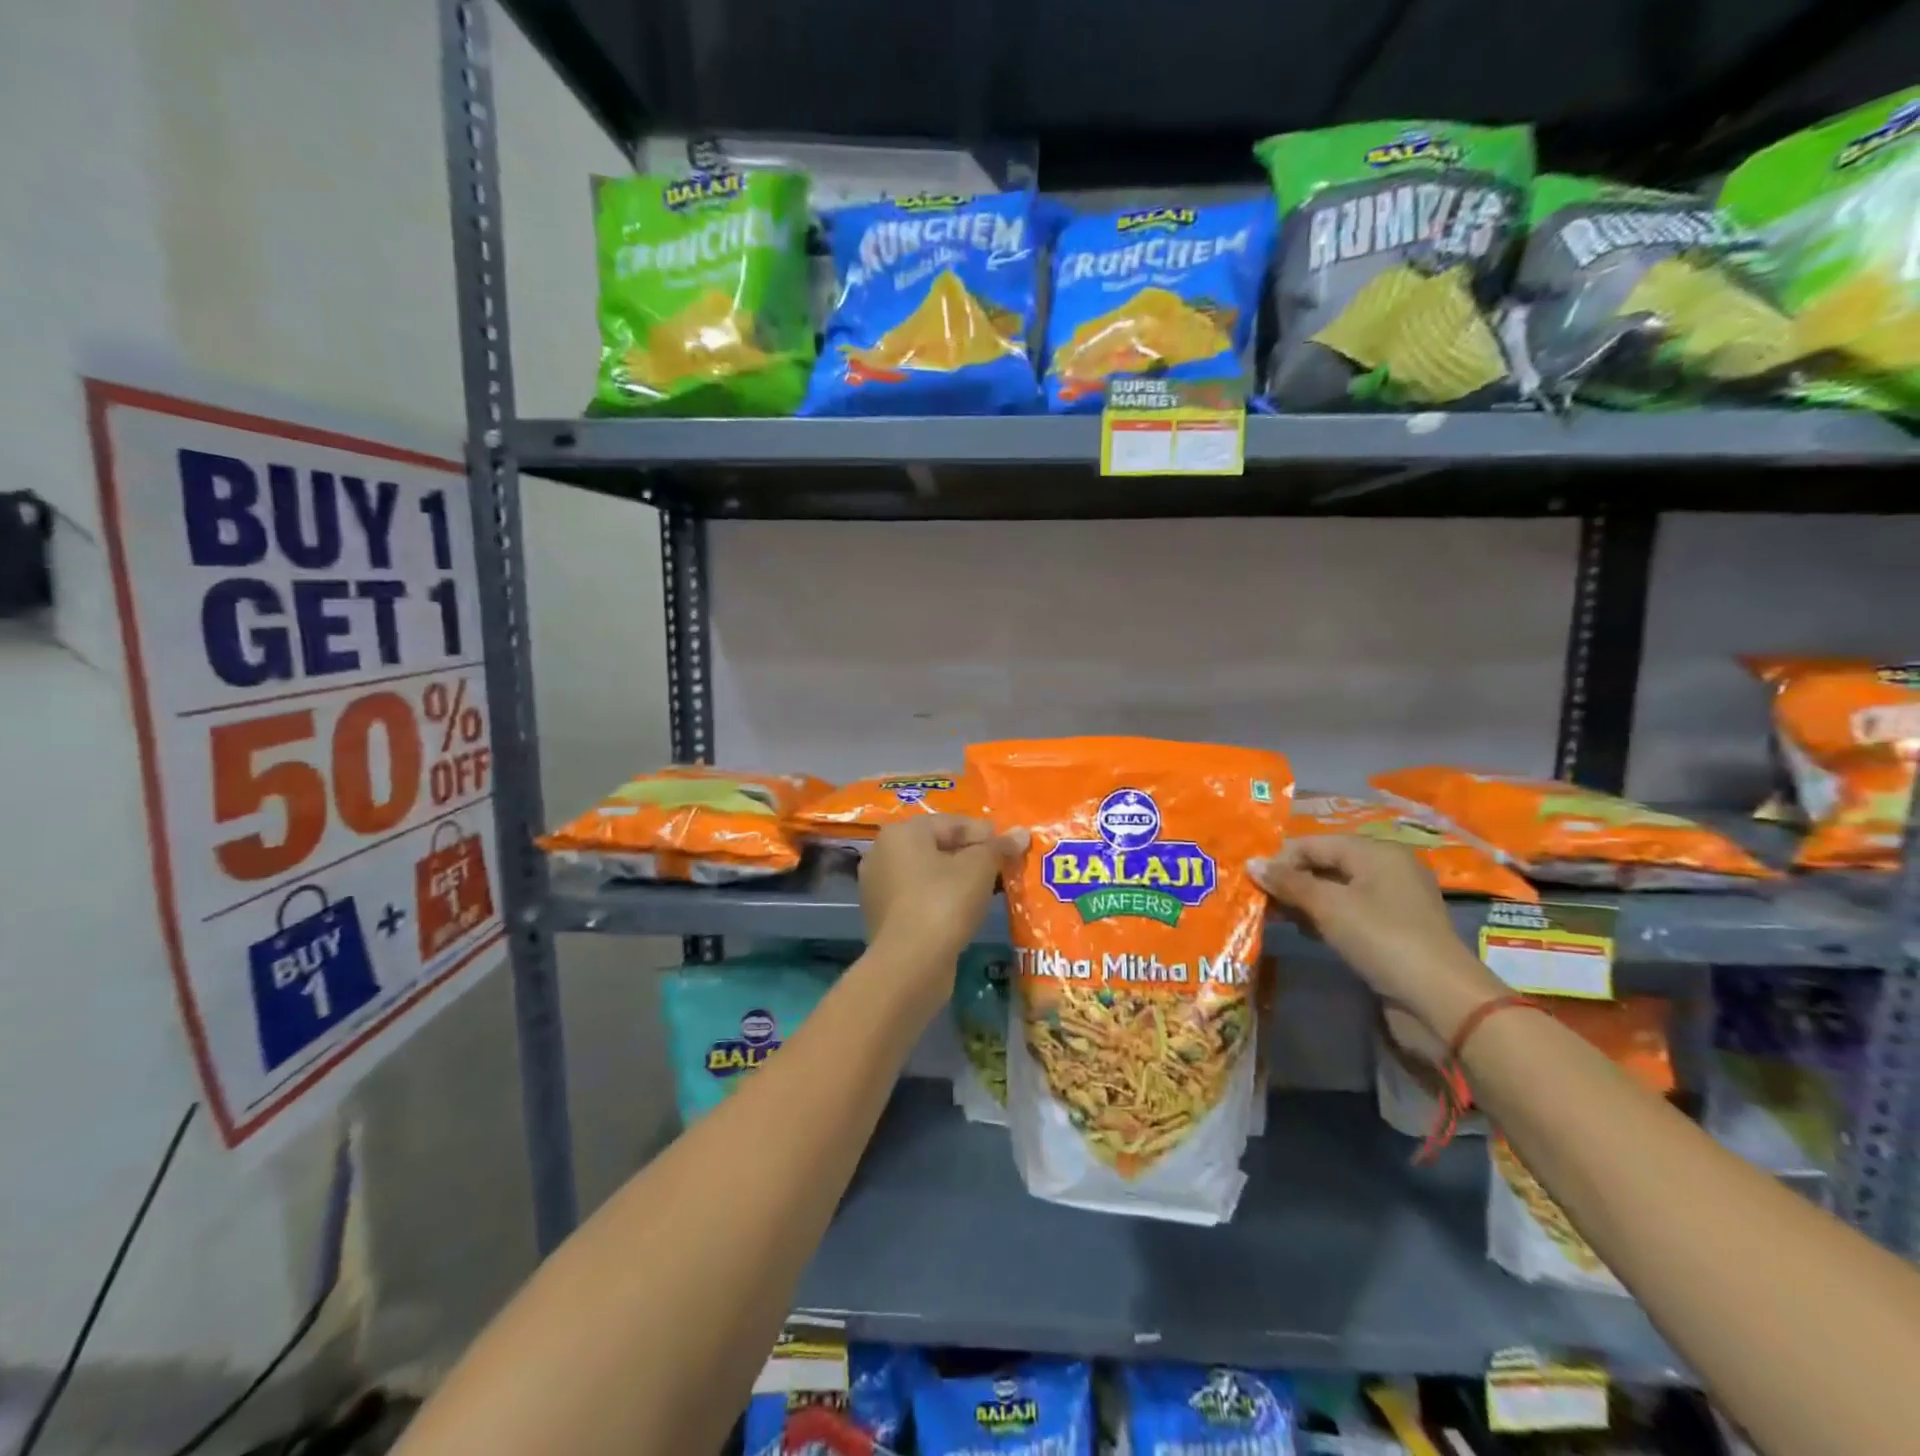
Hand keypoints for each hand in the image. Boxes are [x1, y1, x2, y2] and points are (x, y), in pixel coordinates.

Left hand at [859, 815, 1027, 979]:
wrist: (910, 964)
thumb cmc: (944, 902)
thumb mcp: (979, 868)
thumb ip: (999, 847)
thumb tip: (1021, 833)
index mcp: (901, 833)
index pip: (951, 823)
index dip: (984, 833)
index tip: (1010, 847)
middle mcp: (883, 853)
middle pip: (937, 846)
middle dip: (971, 855)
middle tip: (1002, 868)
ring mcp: (879, 887)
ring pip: (928, 874)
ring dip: (957, 879)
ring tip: (988, 890)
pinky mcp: (884, 917)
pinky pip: (919, 898)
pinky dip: (942, 899)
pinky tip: (965, 911)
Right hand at [1249, 835, 1504, 1041]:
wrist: (1440, 1001)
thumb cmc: (1382, 938)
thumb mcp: (1328, 906)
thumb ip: (1289, 883)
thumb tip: (1251, 864)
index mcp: (1376, 852)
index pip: (1314, 843)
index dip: (1280, 859)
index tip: (1251, 882)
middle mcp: (1387, 869)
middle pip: (1325, 864)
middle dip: (1291, 881)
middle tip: (1259, 901)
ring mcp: (1392, 901)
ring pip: (1335, 890)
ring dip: (1304, 901)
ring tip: (1275, 917)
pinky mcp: (1393, 930)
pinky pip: (1349, 913)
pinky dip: (1324, 918)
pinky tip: (1305, 932)